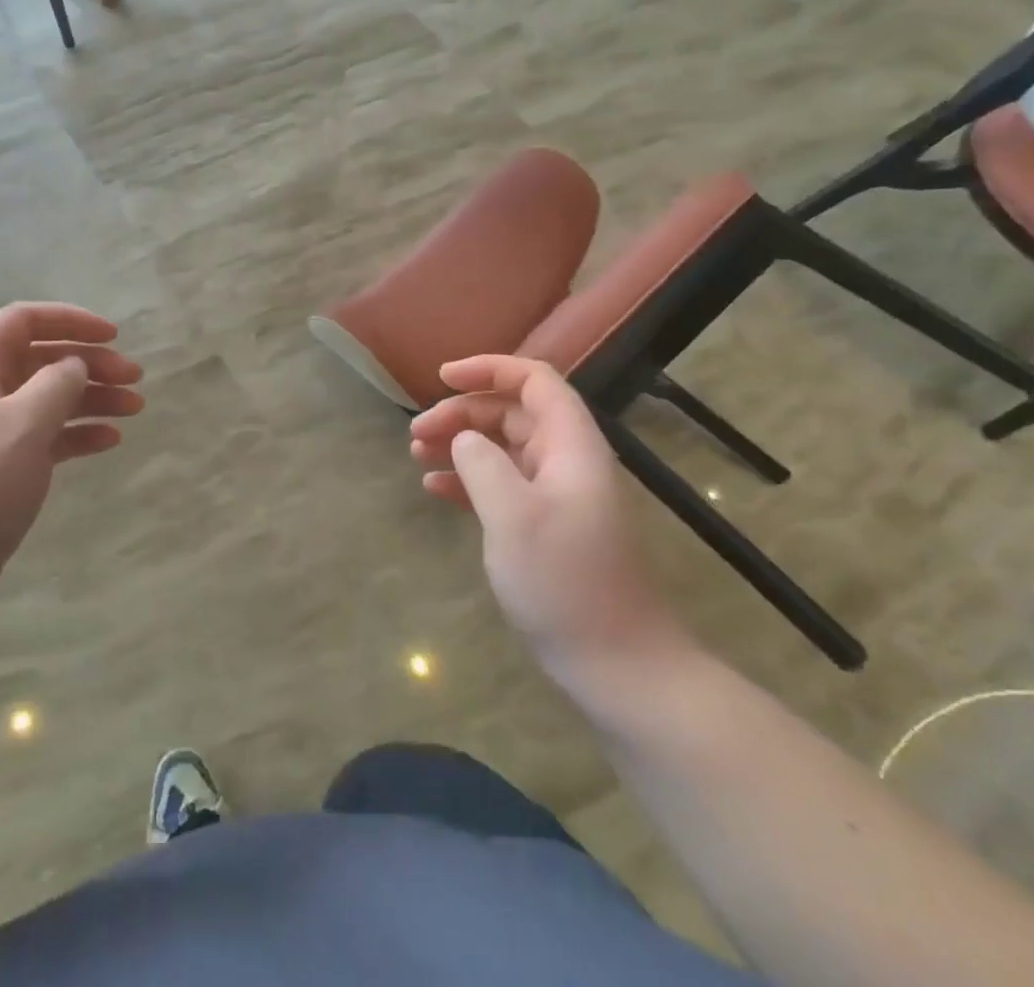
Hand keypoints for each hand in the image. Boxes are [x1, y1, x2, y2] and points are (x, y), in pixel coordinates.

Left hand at [0, 303, 142, 611]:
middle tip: (135, 378)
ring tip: (135, 409)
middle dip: (90, 363)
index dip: (69, 319)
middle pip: (41, 359)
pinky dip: (78, 434)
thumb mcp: (22, 424)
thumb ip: (57, 384)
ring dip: (92, 399)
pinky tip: (111, 441)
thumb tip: (74, 365)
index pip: (22, 320)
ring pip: (48, 399)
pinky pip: (46, 437)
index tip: (114, 336)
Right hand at [410, 356, 690, 682]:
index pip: (533, 380)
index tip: (443, 378)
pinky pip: (501, 484)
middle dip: (462, 413)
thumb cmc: (565, 581)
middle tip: (417, 433)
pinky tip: (435, 490)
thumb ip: (482, 463)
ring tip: (416, 454)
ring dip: (459, 444)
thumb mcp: (513, 515)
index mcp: (570, 445)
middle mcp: (565, 460)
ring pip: (502, 448)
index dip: (489, 369)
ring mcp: (556, 494)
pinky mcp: (544, 525)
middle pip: (511, 412)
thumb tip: (464, 439)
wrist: (617, 664)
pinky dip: (468, 480)